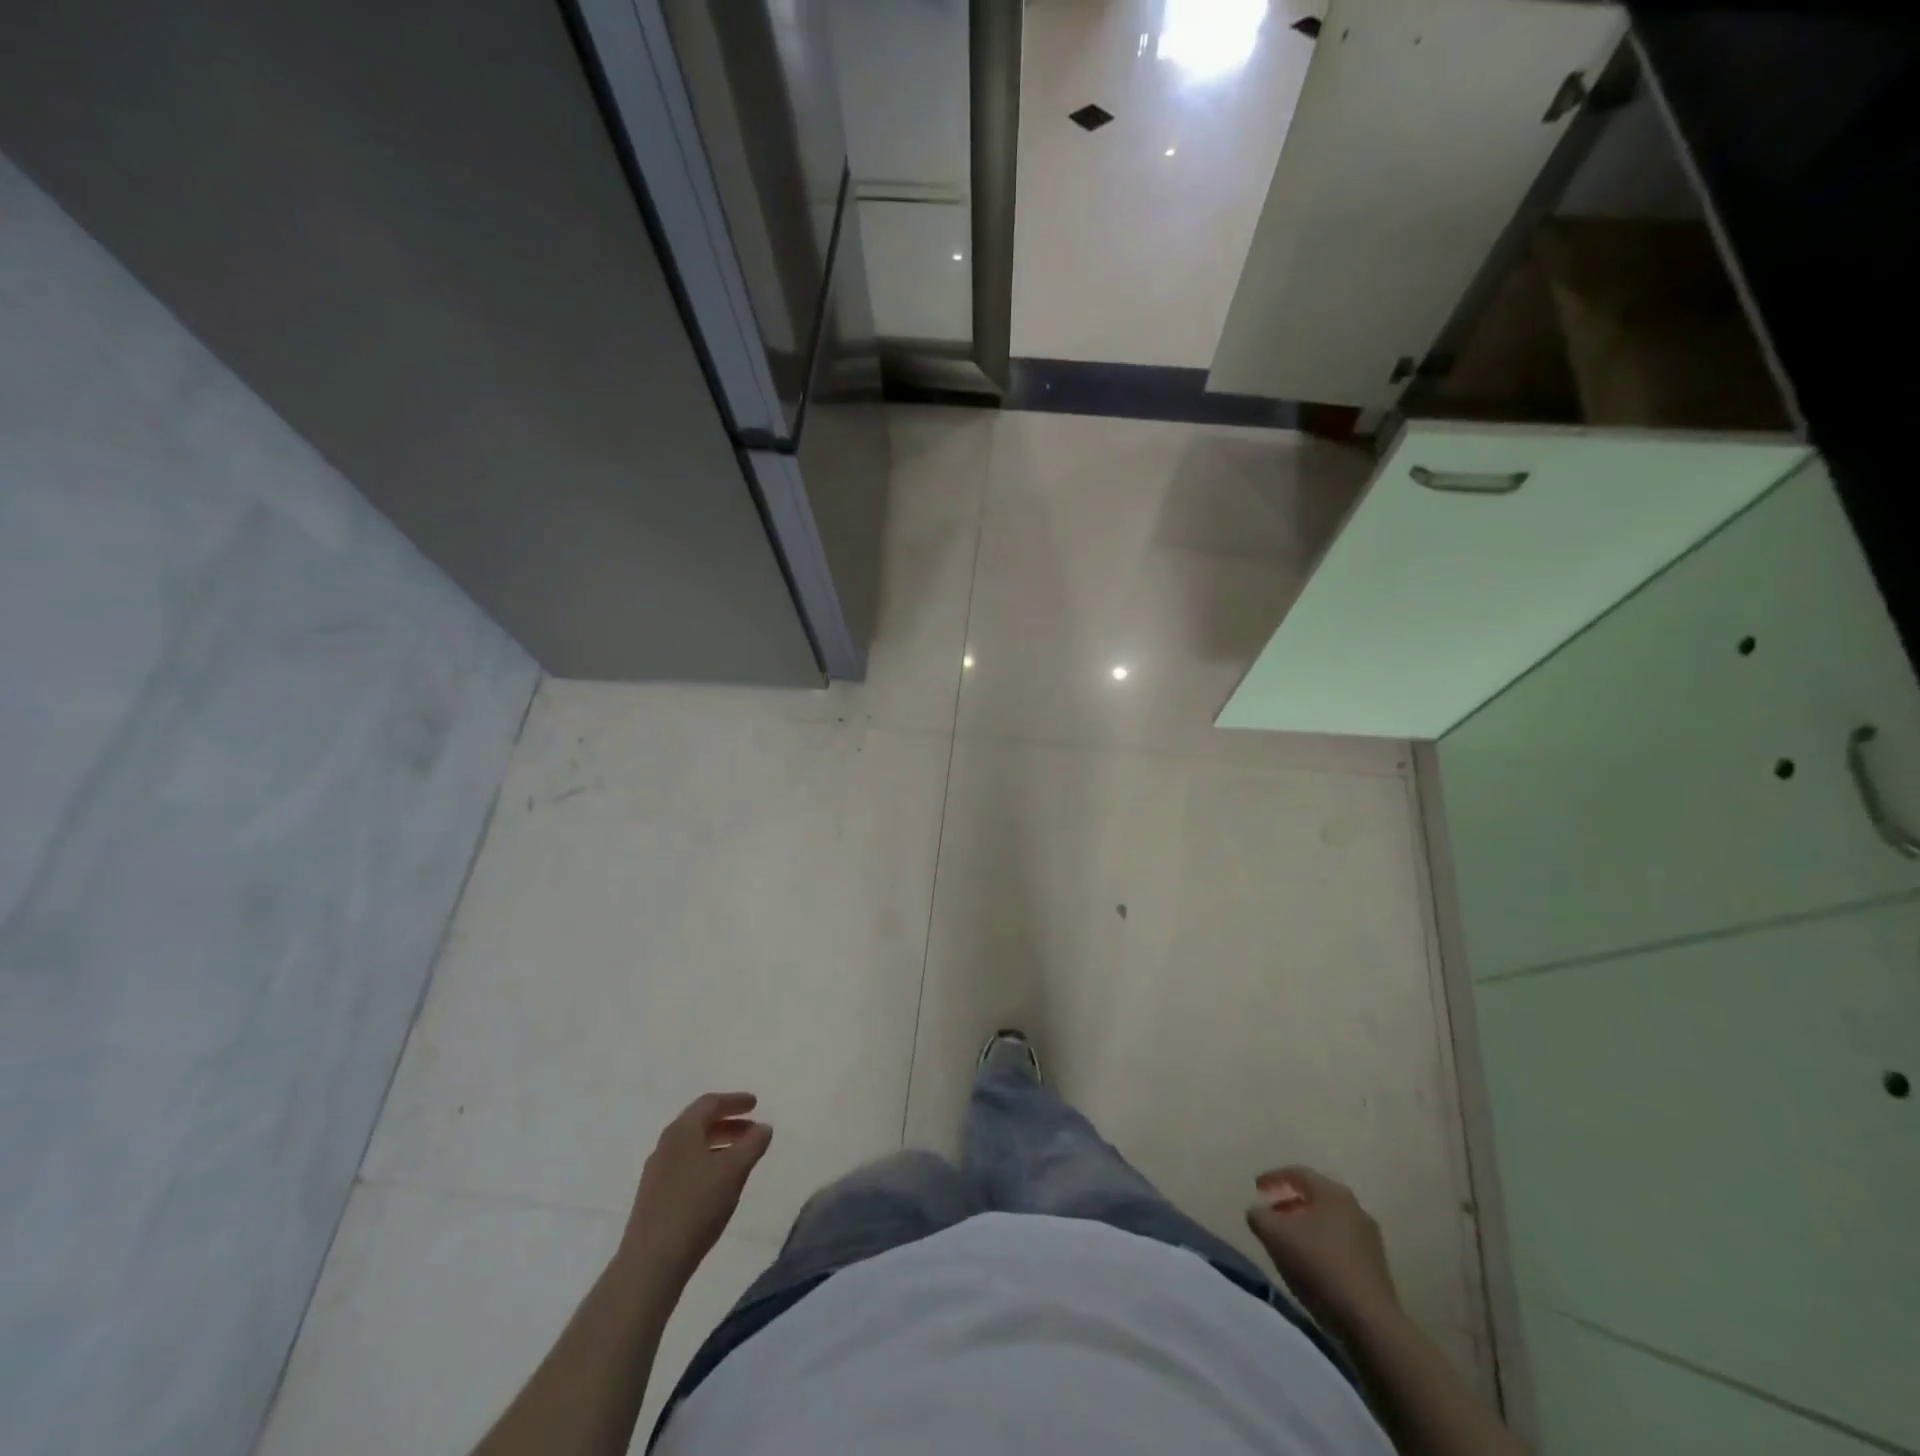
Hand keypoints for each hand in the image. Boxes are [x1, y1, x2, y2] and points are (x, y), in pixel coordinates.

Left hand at [620, 1093, 771, 1285]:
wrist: (650, 1263)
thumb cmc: (696, 1206)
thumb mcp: (734, 1171)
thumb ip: (752, 1144)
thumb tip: (763, 1127)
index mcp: (682, 1131)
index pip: (710, 1103)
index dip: (735, 1101)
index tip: (755, 1104)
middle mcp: (666, 1145)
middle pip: (699, 1123)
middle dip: (728, 1123)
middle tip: (752, 1131)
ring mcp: (656, 1172)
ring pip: (692, 1147)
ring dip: (718, 1145)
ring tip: (740, 1158)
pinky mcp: (653, 1197)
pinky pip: (685, 1167)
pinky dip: (706, 1164)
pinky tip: (718, 1184)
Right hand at [1245, 1165, 1398, 1326]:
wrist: (1369, 1321)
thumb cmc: (1318, 1265)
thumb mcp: (1274, 1236)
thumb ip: (1259, 1216)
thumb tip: (1257, 1211)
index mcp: (1331, 1192)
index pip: (1297, 1173)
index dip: (1273, 1178)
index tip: (1256, 1188)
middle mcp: (1354, 1207)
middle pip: (1315, 1196)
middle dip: (1290, 1202)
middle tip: (1272, 1214)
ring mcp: (1369, 1236)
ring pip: (1329, 1220)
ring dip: (1306, 1225)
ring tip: (1289, 1242)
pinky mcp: (1376, 1264)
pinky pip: (1341, 1242)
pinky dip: (1322, 1244)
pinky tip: (1312, 1264)